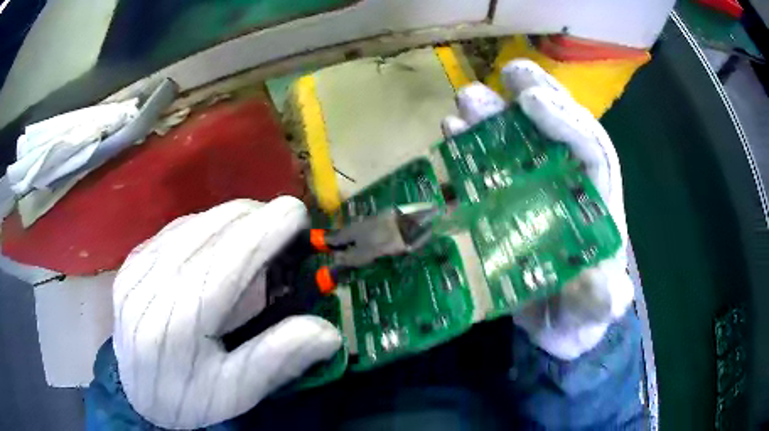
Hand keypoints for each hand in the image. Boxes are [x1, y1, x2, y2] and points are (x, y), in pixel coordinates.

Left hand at [112, 197, 341, 428]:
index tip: (299, 215)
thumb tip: (328, 331)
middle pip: (212, 229)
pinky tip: (217, 249)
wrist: (136, 393)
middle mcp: (151, 282)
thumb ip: (277, 358)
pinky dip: (207, 229)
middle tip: (282, 236)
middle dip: (255, 220)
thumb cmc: (187, 398)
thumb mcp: (234, 392)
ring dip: (233, 222)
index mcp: (178, 320)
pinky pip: (177, 229)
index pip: (229, 258)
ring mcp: (137, 266)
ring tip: (253, 244)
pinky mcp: (132, 260)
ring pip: (195, 222)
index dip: (267, 228)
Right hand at [442, 59, 633, 359]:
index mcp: (597, 205)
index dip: (565, 120)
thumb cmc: (579, 318)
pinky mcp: (502, 209)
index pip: (591, 149)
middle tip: (507, 72)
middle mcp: (567, 189)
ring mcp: (532, 195)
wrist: (551, 335)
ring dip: (491, 119)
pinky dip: (467, 151)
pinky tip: (448, 134)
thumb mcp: (593, 314)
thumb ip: (601, 302)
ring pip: (516, 145)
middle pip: (555, 134)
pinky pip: (484, 171)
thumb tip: (609, 288)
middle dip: (534, 98)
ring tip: (464, 100)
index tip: (531, 98)